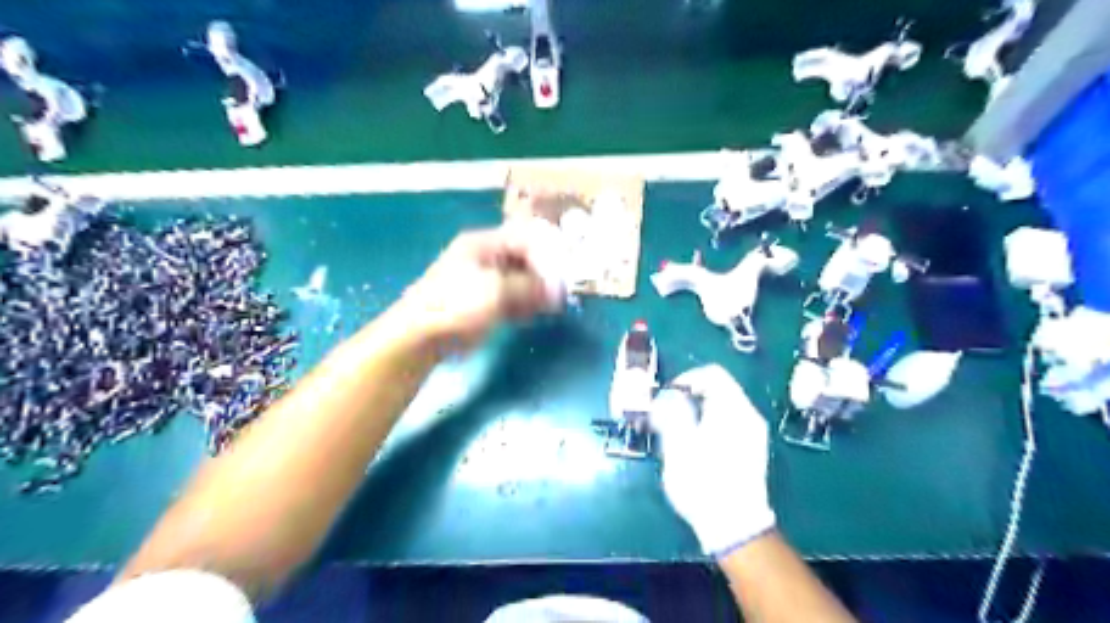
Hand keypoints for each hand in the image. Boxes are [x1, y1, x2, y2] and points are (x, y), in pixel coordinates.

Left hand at [394, 225, 566, 353]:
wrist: (420, 336)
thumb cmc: (456, 305)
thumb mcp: (496, 291)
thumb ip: (530, 287)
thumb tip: (559, 290)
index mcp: (484, 243)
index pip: (526, 238)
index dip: (548, 254)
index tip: (564, 274)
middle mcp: (485, 257)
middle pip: (525, 258)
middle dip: (545, 274)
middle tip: (561, 293)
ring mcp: (484, 281)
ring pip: (521, 280)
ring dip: (537, 291)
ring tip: (552, 305)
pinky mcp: (483, 302)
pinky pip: (512, 298)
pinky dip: (526, 304)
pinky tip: (535, 314)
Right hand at [647, 363, 774, 557]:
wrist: (735, 525)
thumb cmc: (703, 482)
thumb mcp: (679, 444)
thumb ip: (673, 412)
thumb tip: (670, 395)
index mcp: (733, 409)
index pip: (712, 374)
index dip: (687, 378)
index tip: (668, 396)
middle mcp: (748, 415)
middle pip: (718, 389)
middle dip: (689, 396)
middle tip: (667, 414)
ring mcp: (753, 433)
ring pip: (722, 406)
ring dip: (697, 411)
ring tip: (676, 431)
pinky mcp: (752, 449)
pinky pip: (728, 422)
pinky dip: (708, 423)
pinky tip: (694, 445)